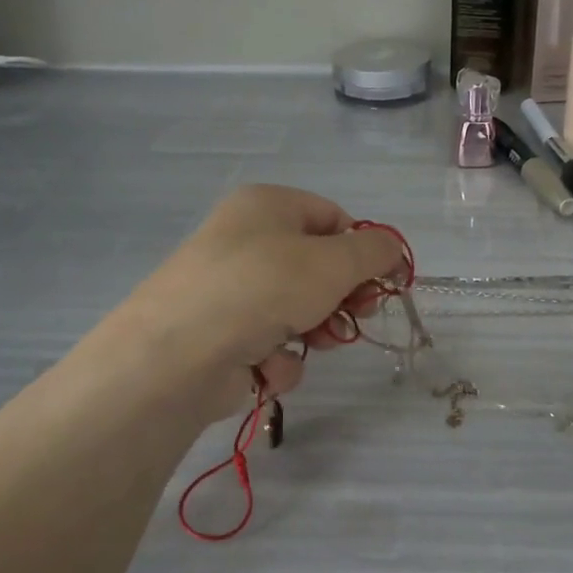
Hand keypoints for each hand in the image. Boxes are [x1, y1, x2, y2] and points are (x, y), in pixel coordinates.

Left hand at [118, 185, 409, 415]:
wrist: (179, 355)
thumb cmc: (263, 288)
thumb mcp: (333, 262)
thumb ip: (374, 252)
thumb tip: (393, 250)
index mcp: (267, 206)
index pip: (332, 217)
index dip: (363, 249)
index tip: (386, 281)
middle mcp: (246, 242)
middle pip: (318, 267)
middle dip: (343, 297)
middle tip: (360, 315)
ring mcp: (232, 291)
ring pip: (299, 310)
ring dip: (315, 331)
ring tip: (315, 343)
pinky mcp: (224, 336)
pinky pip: (271, 342)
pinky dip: (279, 357)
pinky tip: (268, 365)